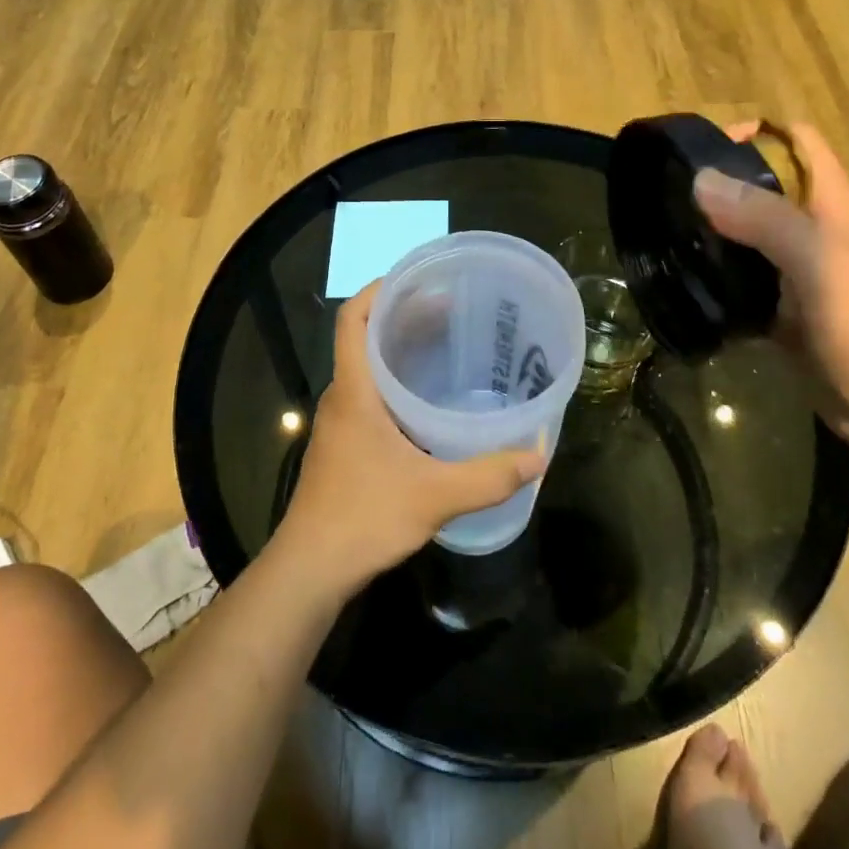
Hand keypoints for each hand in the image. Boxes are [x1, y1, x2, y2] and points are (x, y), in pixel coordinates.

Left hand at [273, 283, 546, 594]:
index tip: (417, 280)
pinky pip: (370, 395)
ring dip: (399, 351)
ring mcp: (340, 422)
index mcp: (354, 390)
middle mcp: (342, 397)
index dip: (378, 290)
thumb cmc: (364, 517)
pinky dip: (397, 383)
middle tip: (450, 310)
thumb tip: (538, 457)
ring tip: (445, 346)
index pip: (352, 319)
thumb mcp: (435, 495)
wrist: (311, 568)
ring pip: (367, 368)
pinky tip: (428, 403)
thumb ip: (488, 476)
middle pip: (364, 338)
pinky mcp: (344, 445)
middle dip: (402, 317)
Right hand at [696, 123, 848, 456]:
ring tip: (664, 238)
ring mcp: (797, 274)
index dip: (755, 133)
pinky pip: (742, 284)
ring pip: (747, 237)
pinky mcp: (784, 313)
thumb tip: (700, 179)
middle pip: (763, 188)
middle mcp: (813, 231)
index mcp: (831, 204)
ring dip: (711, 233)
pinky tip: (684, 286)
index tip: (703, 151)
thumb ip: (763, 217)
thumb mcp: (818, 261)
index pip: (796, 141)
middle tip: (667, 199)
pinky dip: (716, 280)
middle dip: (718, 185)